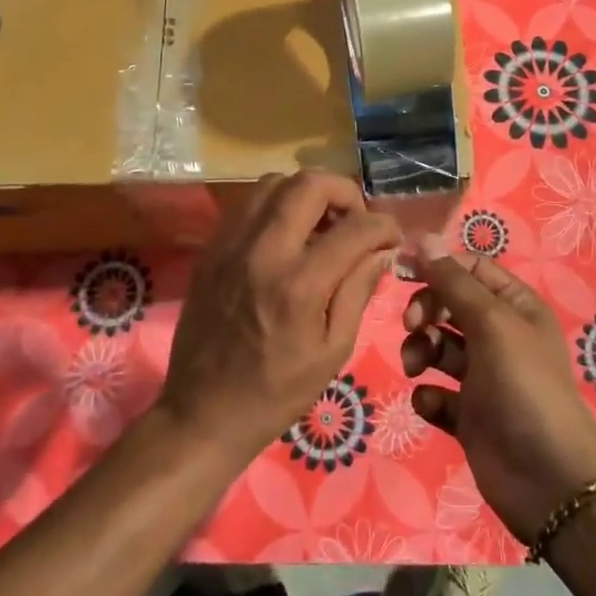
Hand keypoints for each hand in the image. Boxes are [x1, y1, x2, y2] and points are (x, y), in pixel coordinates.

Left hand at [160, 171, 400, 467]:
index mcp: (299, 285)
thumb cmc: (276, 392)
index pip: (354, 228)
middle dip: (345, 192)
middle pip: (309, 184)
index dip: (384, 226)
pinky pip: (248, 204)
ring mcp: (230, 245)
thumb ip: (358, 291)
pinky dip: (277, 205)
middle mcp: (262, 252)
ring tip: (323, 224)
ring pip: (274, 183)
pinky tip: (289, 235)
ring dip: (308, 194)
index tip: (392, 237)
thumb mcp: (332, 351)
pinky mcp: (211, 249)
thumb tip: (382, 250)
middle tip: (357, 220)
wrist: (202, 413)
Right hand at [402, 239, 595, 540]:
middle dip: (425, 311)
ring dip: (420, 351)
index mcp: (514, 306)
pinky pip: (437, 393)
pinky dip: (428, 395)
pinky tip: (432, 404)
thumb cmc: (522, 385)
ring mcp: (483, 377)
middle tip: (412, 326)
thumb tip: (423, 238)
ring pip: (438, 348)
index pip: (470, 268)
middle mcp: (499, 336)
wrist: (547, 477)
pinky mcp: (468, 416)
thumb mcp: (490, 323)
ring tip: (415, 368)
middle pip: (449, 305)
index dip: (438, 266)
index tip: (402, 272)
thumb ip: (453, 281)